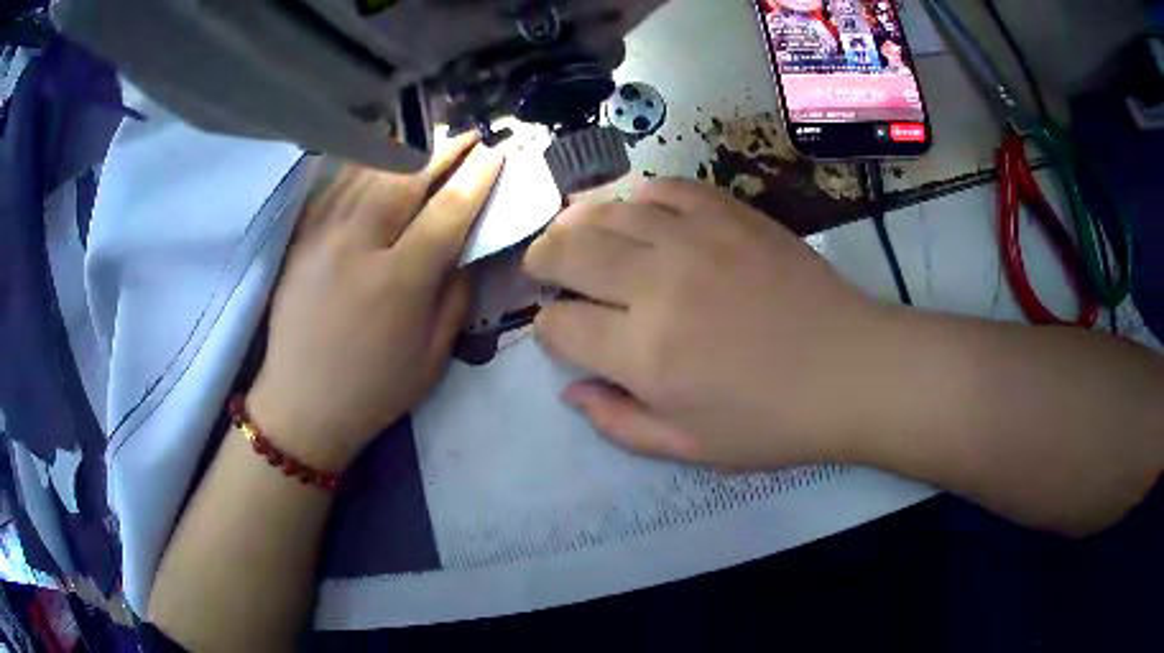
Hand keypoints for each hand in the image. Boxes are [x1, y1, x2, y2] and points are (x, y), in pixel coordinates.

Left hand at [247, 135, 502, 470]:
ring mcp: (322, 238)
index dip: (476, 178)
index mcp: (399, 282)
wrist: (301, 405)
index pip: (447, 211)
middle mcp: (359, 247)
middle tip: (468, 135)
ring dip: (402, 149)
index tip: (495, 154)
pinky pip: (333, 188)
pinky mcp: (299, 240)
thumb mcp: (433, 357)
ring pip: (367, 174)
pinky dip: (360, 166)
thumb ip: (456, 297)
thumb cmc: (374, 391)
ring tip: (427, 138)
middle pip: (405, 179)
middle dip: (443, 150)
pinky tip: (376, 158)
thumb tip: (469, 249)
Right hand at [524, 179, 888, 469]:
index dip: (548, 328)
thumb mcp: (688, 448)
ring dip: (578, 221)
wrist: (851, 370)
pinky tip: (636, 209)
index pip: (561, 325)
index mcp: (645, 354)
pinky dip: (640, 195)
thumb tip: (569, 391)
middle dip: (542, 257)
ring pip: (609, 211)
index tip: (559, 331)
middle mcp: (658, 284)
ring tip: (571, 230)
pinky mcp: (731, 213)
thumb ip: (618, 423)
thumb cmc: (772, 422)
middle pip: (569, 251)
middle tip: (542, 264)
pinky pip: (667, 188)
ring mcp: (697, 238)